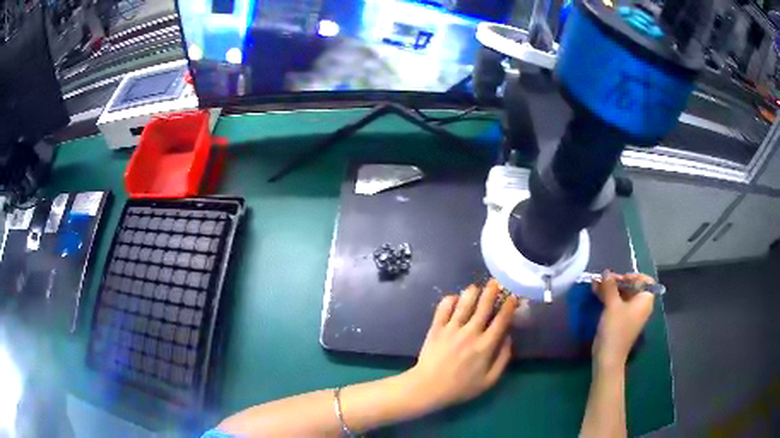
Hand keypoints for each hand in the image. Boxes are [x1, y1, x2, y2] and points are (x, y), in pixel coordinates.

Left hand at [405, 279, 517, 409]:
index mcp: (485, 346)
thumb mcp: (489, 380)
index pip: (501, 320)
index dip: (509, 306)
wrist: (428, 387)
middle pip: (484, 306)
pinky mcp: (436, 328)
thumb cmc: (461, 387)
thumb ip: (502, 359)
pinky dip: (450, 300)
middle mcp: (470, 333)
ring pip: (464, 303)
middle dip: (492, 291)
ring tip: (476, 287)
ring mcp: (451, 329)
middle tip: (496, 282)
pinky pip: (443, 308)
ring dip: (472, 292)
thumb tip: (508, 338)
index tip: (513, 296)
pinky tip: (454, 298)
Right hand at [592, 271, 655, 369]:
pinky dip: (608, 298)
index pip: (645, 280)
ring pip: (622, 295)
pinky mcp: (621, 321)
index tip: (618, 277)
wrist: (608, 357)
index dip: (632, 276)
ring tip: (595, 284)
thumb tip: (606, 272)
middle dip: (617, 281)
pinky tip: (596, 294)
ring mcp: (630, 314)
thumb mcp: (612, 305)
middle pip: (632, 286)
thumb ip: (610, 286)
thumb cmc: (615, 329)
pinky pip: (617, 304)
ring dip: (610, 289)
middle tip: (602, 279)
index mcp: (645, 300)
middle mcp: (640, 305)